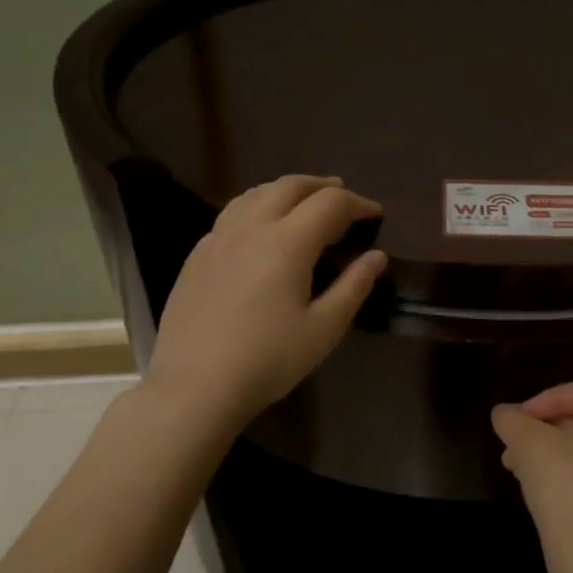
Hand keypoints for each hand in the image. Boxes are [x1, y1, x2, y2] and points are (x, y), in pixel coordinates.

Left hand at [144, 174, 386, 430]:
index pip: (330, 204)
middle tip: (344, 196)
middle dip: (322, 186)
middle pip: (290, 186)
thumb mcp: (324, 329)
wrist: (195, 386)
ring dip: (287, 190)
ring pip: (256, 194)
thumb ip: (354, 286)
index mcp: (287, 243)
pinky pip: (232, 213)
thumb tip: (377, 256)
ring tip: (304, 202)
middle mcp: (251, 228)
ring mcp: (218, 239)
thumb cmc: (269, 360)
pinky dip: (258, 206)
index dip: (358, 204)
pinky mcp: (197, 255)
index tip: (376, 215)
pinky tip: (261, 228)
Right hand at [491, 379, 572, 571]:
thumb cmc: (567, 486)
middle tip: (514, 443)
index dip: (545, 400)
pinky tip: (541, 489)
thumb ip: (514, 421)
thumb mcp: (530, 444)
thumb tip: (502, 413)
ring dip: (555, 453)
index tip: (517, 419)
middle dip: (547, 430)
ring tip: (517, 467)